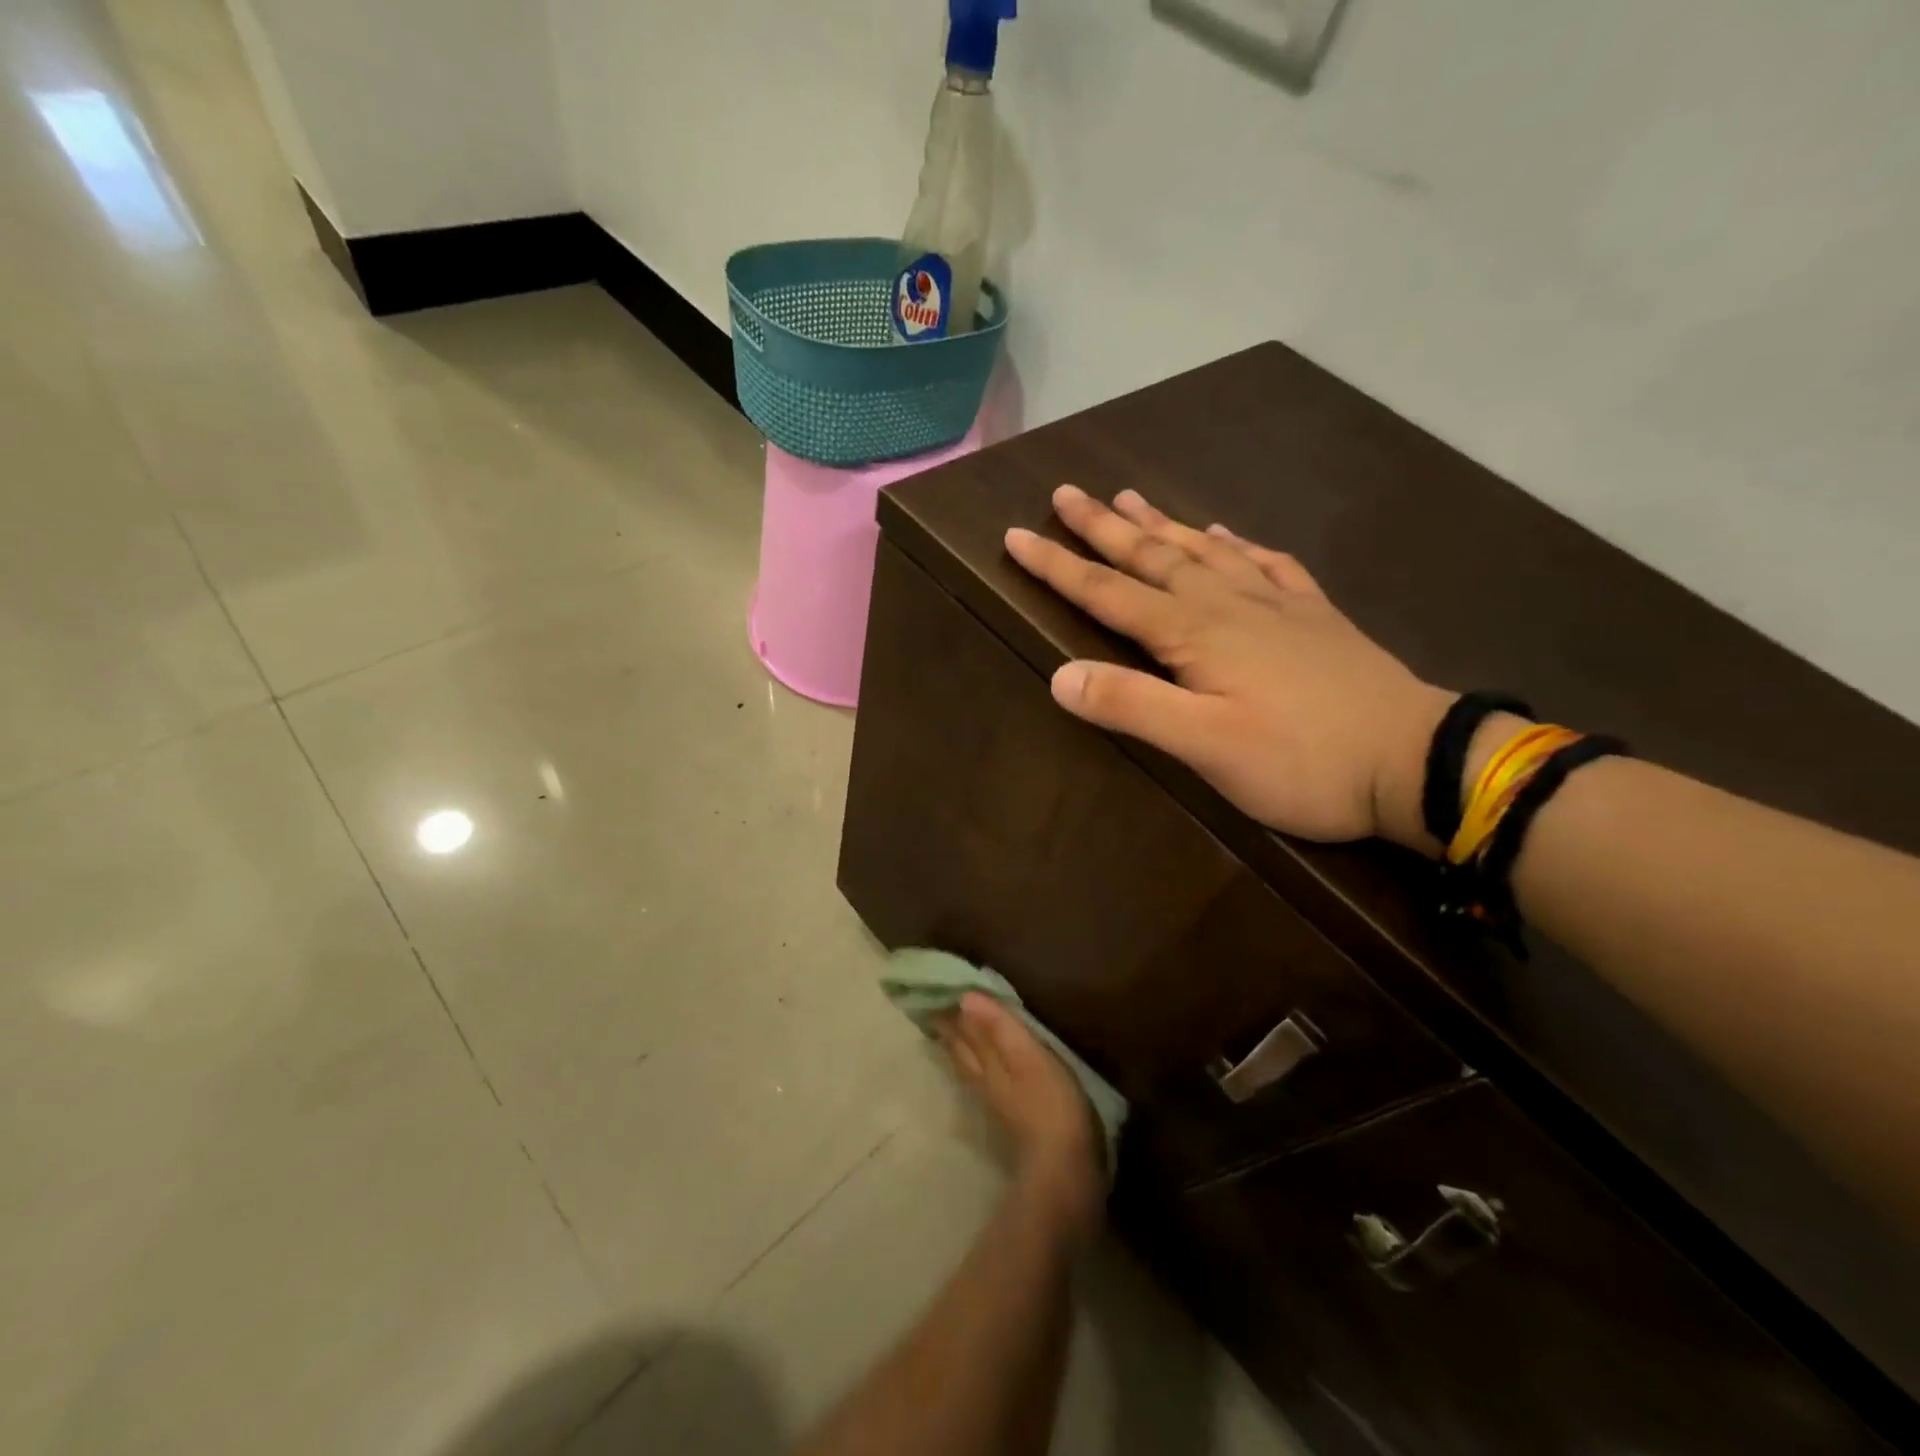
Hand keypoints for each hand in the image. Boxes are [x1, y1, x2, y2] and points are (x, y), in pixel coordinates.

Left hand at [939, 993, 1104, 1238]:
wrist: (1063, 1168)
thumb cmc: (1049, 1103)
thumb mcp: (1027, 1056)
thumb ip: (999, 1027)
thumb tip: (965, 997)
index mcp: (985, 1062)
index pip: (961, 1030)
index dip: (949, 1011)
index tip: (934, 990)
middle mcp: (982, 1079)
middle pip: (960, 1049)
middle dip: (948, 1028)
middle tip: (934, 1006)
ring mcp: (994, 1101)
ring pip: (967, 1066)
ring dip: (958, 1046)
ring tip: (949, 1030)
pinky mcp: (1009, 1117)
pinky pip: (982, 1081)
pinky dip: (974, 1066)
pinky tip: (979, 1068)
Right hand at [1004, 485, 1451, 851]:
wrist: (1414, 760)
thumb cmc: (1301, 761)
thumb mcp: (1206, 746)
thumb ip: (1132, 706)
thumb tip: (1059, 675)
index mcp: (1194, 633)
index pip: (1109, 592)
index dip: (1059, 565)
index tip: (1016, 535)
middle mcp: (1228, 605)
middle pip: (1153, 557)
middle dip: (1103, 528)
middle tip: (1066, 492)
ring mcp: (1275, 605)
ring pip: (1204, 551)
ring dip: (1162, 524)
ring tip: (1129, 496)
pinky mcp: (1313, 617)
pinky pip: (1266, 564)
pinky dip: (1238, 545)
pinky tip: (1228, 533)